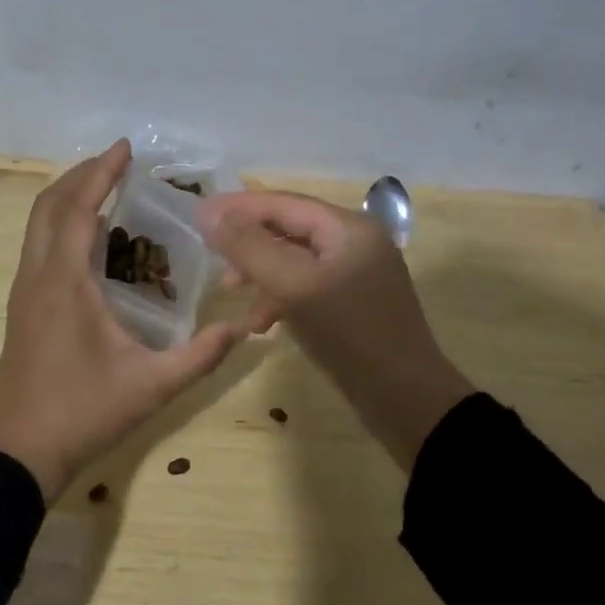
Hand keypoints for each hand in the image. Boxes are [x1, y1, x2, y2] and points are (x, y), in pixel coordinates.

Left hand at [0, 140, 243, 500]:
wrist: (20, 450)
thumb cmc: (83, 413)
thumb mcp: (151, 386)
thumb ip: (200, 356)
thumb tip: (243, 328)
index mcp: (64, 283)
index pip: (79, 209)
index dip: (102, 173)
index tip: (126, 149)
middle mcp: (37, 275)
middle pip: (49, 204)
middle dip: (83, 175)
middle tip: (119, 162)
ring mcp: (24, 289)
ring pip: (38, 223)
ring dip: (68, 196)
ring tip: (105, 186)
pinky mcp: (22, 304)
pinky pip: (38, 244)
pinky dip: (60, 221)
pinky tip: (90, 235)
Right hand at [196, 190, 472, 468]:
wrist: (407, 401)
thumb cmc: (349, 334)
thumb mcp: (294, 286)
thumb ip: (250, 247)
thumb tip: (209, 213)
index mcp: (348, 228)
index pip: (283, 203)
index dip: (238, 207)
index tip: (198, 214)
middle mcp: (355, 242)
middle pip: (289, 228)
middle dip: (248, 242)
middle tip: (212, 258)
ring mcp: (357, 275)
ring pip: (294, 260)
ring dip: (260, 273)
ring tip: (230, 292)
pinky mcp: (353, 305)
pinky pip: (306, 287)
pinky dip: (280, 297)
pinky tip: (263, 322)